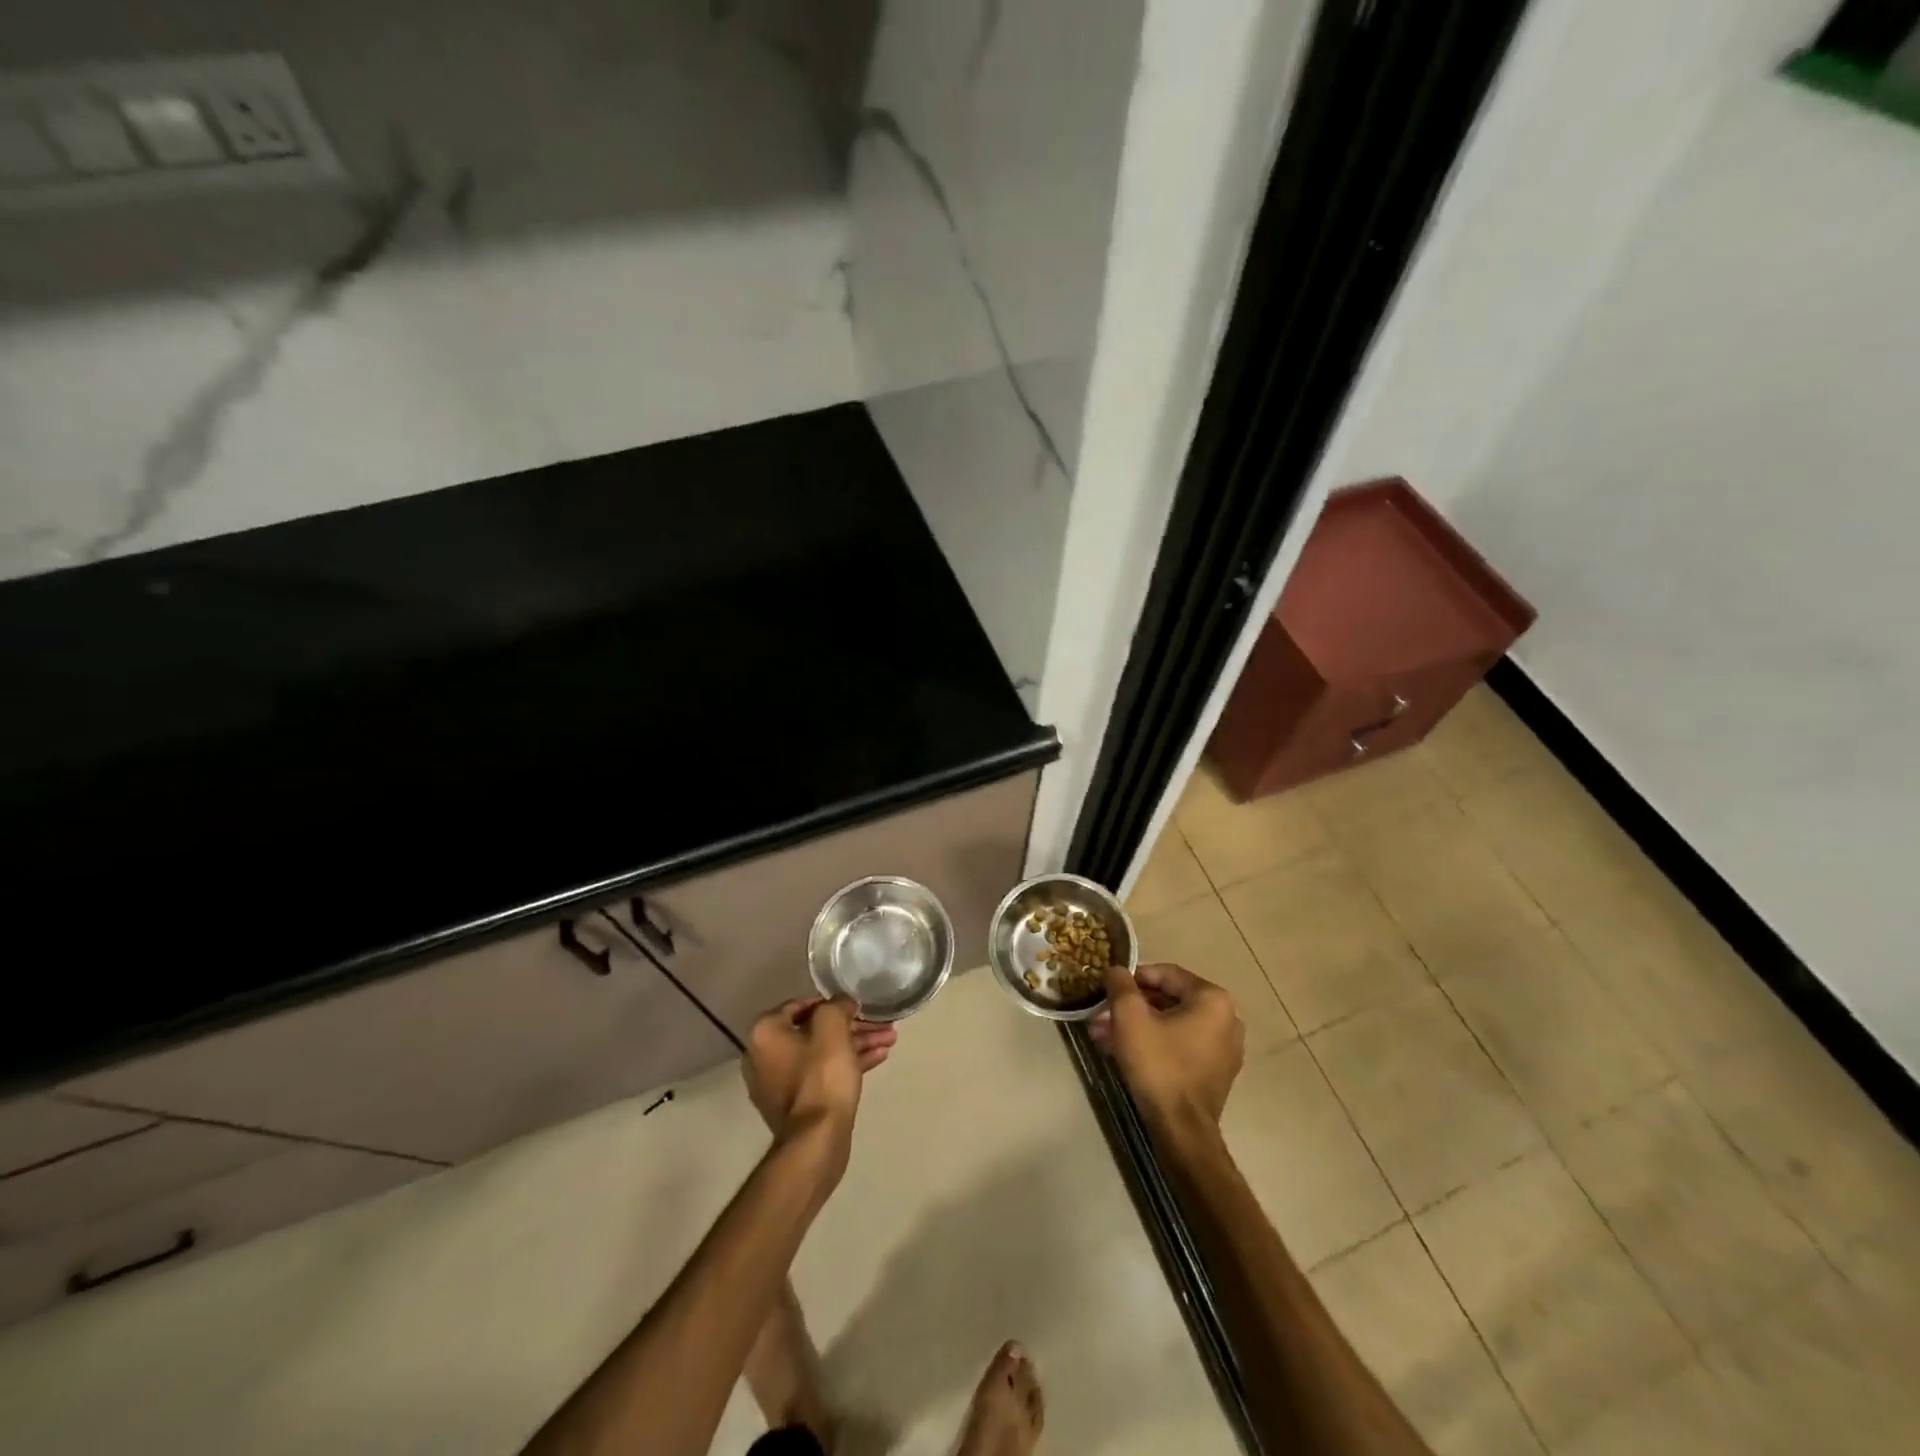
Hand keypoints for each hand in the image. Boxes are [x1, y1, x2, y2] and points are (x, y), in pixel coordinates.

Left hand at [742, 997, 896, 1158]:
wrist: (817, 1141)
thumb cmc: (822, 1076)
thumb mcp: (832, 1027)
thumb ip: (837, 1005)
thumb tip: (843, 1003)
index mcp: (765, 1033)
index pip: (801, 1005)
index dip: (833, 1003)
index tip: (858, 1007)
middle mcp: (764, 1055)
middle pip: (815, 1030)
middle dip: (852, 1026)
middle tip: (881, 1024)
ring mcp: (779, 1083)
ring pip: (823, 1053)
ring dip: (855, 1044)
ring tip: (890, 1039)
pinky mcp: (797, 1104)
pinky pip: (823, 1074)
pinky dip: (848, 1064)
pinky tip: (879, 1057)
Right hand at [1090, 962, 1243, 1137]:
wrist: (1181, 1129)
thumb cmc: (1158, 1064)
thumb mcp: (1130, 1016)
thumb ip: (1121, 984)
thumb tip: (1116, 970)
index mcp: (1213, 999)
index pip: (1166, 974)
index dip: (1133, 978)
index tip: (1109, 988)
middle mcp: (1226, 1019)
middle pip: (1169, 1000)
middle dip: (1131, 1007)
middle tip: (1101, 1014)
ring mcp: (1224, 1048)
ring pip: (1172, 1024)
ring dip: (1137, 1026)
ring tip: (1104, 1035)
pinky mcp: (1216, 1072)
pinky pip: (1181, 1045)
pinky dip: (1154, 1043)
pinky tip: (1123, 1051)